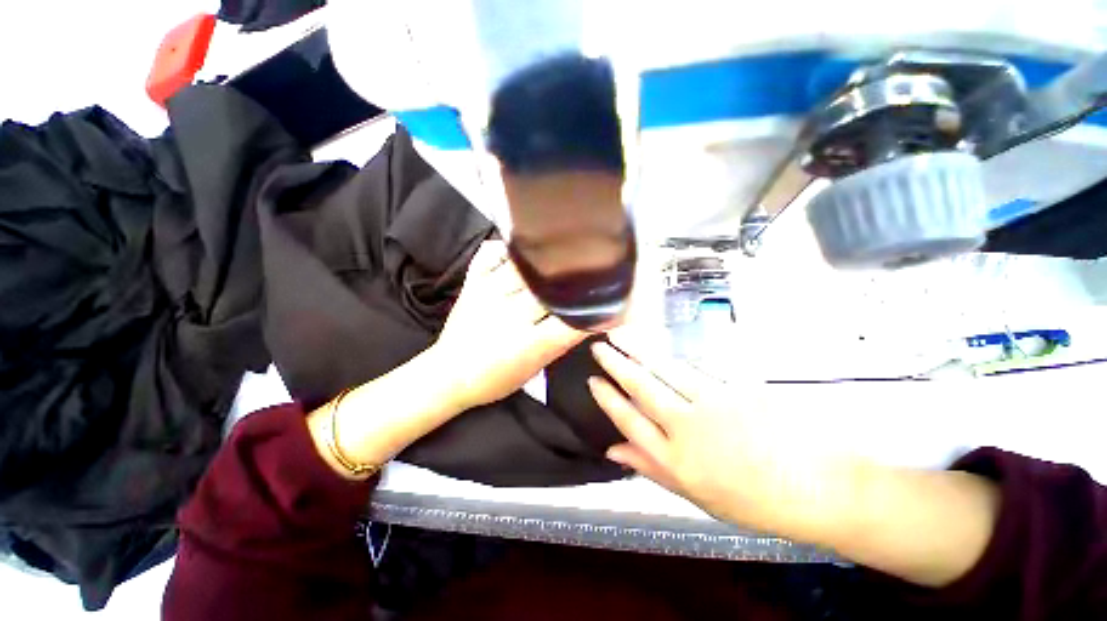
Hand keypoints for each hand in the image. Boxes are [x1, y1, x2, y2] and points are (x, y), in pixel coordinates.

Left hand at [430, 240, 587, 410]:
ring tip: (564, 248)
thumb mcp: (536, 367)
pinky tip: (522, 248)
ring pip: (525, 265)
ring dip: (547, 257)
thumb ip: (561, 341)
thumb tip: (587, 316)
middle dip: (575, 275)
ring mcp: (489, 294)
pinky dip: (508, 247)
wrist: (449, 375)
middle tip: (594, 263)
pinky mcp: (472, 283)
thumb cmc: (496, 378)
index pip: (573, 320)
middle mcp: (512, 315)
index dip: (596, 307)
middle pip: (552, 287)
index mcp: (531, 344)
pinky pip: (492, 253)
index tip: (613, 296)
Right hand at [587, 332, 864, 542]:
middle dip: (616, 364)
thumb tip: (614, 450)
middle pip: (641, 387)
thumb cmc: (755, 501)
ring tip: (621, 335)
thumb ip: (651, 468)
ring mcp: (712, 403)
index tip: (593, 381)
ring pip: (665, 370)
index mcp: (676, 461)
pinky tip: (659, 347)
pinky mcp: (734, 387)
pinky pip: (695, 369)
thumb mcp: (696, 495)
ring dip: (639, 350)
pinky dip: (672, 357)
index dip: (608, 399)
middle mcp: (687, 427)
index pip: (629, 420)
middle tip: (599, 346)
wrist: (821, 488)